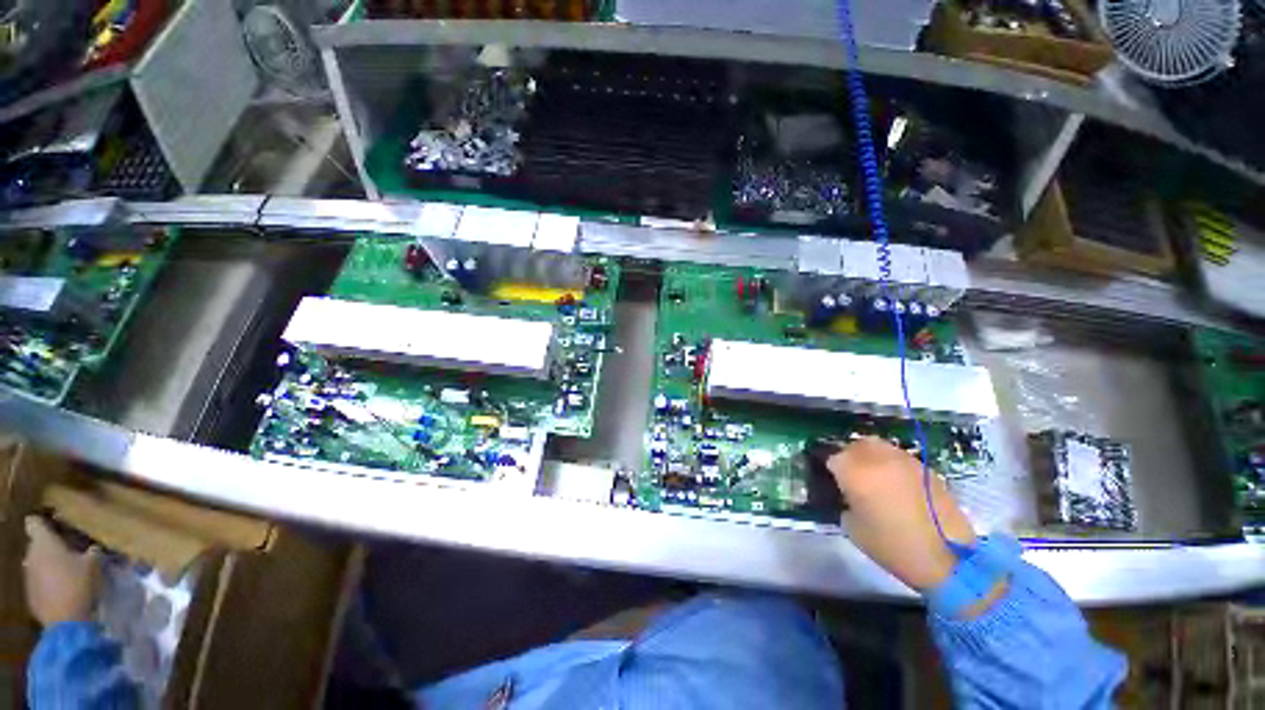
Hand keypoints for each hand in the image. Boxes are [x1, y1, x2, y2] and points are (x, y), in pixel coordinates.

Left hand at [23, 516, 99, 626]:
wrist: (66, 621)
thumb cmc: (79, 584)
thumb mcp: (94, 564)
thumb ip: (91, 551)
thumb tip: (92, 547)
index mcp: (43, 542)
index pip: (35, 523)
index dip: (43, 521)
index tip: (55, 523)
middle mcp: (30, 555)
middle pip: (37, 545)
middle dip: (50, 547)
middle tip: (69, 552)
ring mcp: (28, 576)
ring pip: (37, 564)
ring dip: (49, 565)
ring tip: (67, 572)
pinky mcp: (31, 593)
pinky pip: (39, 582)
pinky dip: (49, 582)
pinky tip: (62, 590)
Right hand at [828, 437, 975, 590]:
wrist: (948, 559)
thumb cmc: (892, 546)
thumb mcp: (852, 527)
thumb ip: (844, 502)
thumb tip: (846, 495)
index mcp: (854, 471)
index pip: (830, 457)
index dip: (828, 468)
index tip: (828, 479)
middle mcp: (876, 457)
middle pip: (854, 445)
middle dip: (848, 456)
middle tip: (849, 475)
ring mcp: (904, 460)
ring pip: (878, 447)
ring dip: (870, 457)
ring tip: (873, 477)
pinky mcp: (925, 468)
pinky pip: (899, 458)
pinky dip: (891, 465)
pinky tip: (895, 484)